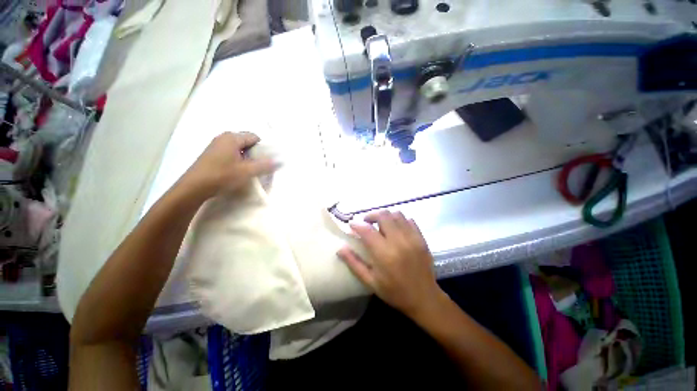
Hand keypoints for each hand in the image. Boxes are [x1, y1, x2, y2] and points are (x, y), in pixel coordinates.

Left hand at [180, 132, 275, 198]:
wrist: (193, 188)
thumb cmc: (222, 176)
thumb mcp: (247, 171)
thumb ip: (265, 165)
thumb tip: (280, 161)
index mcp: (232, 138)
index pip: (254, 137)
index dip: (263, 148)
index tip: (266, 160)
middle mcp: (223, 138)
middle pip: (246, 142)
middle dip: (255, 153)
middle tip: (259, 166)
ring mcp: (215, 146)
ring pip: (238, 149)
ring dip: (246, 158)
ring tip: (248, 170)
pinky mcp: (211, 155)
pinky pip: (230, 153)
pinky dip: (237, 160)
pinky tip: (236, 171)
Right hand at [337, 211, 445, 318]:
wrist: (424, 298)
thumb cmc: (394, 292)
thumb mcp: (370, 281)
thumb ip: (354, 263)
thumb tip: (340, 248)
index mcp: (384, 254)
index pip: (367, 230)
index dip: (357, 225)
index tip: (351, 225)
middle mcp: (398, 241)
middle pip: (383, 216)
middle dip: (371, 215)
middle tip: (366, 222)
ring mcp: (412, 238)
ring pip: (396, 214)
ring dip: (385, 216)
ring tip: (380, 224)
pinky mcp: (421, 238)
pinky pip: (409, 220)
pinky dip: (399, 220)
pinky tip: (395, 228)